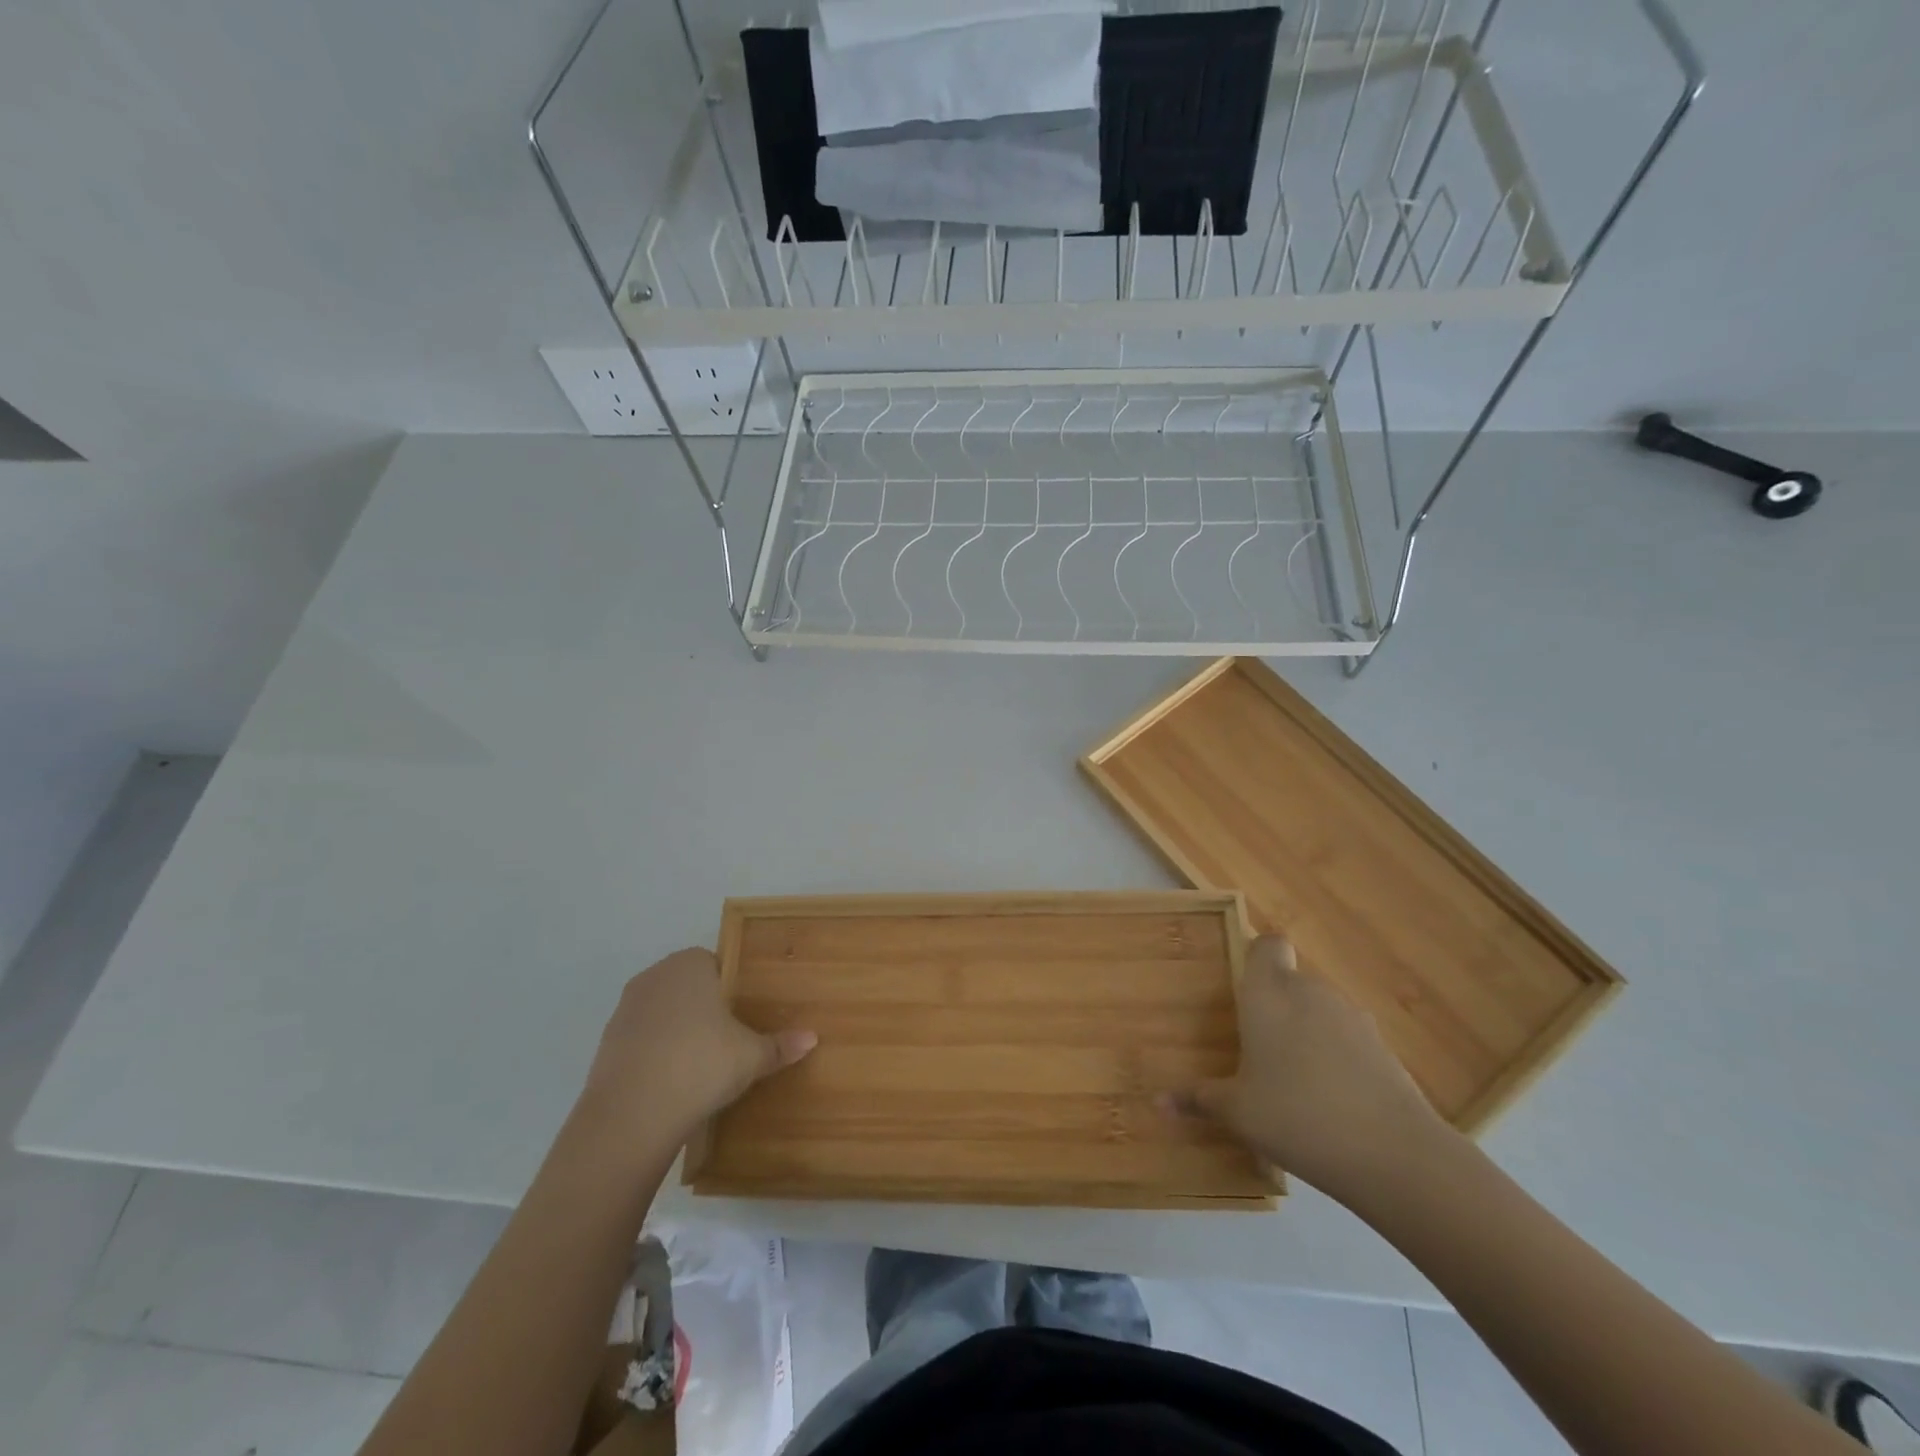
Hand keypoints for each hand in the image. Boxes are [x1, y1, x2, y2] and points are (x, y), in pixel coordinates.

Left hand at [578, 948, 815, 1139]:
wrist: (632, 1114)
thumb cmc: (701, 1064)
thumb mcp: (751, 1056)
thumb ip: (780, 1045)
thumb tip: (812, 1039)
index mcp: (691, 965)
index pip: (716, 964)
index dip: (731, 988)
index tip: (744, 1014)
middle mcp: (655, 976)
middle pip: (687, 986)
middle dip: (705, 1007)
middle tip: (729, 1038)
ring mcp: (626, 1008)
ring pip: (662, 1012)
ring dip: (678, 1030)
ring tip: (700, 1063)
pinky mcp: (607, 1042)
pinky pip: (642, 1039)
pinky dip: (656, 1052)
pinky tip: (672, 1080)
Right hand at [1167, 935, 1451, 1204]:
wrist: (1395, 1154)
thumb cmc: (1297, 1116)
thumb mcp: (1237, 1112)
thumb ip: (1199, 1099)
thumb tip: (1159, 1102)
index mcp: (1269, 994)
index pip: (1268, 945)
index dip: (1257, 958)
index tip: (1244, 991)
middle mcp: (1310, 992)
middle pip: (1290, 981)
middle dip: (1275, 1007)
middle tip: (1257, 1048)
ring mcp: (1352, 1017)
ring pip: (1320, 1010)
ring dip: (1306, 1032)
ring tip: (1294, 1080)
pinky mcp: (1383, 1047)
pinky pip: (1347, 1038)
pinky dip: (1336, 1057)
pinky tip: (1331, 1100)